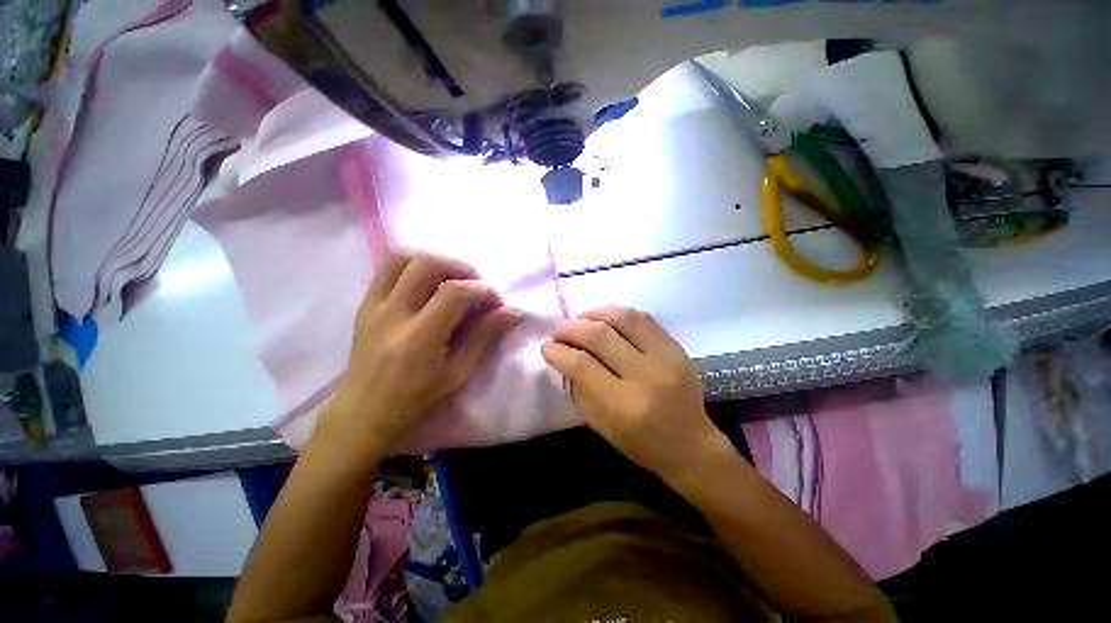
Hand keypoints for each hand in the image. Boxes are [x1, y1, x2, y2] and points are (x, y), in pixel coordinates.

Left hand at [318, 252, 521, 456]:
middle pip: (426, 263)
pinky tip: (428, 285)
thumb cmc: (416, 401)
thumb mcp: (458, 375)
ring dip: (433, 260)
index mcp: (419, 338)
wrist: (363, 414)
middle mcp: (393, 314)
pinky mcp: (364, 305)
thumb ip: (484, 338)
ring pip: (401, 258)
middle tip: (474, 284)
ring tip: (451, 278)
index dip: (482, 290)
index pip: (455, 293)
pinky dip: (413, 267)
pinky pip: (386, 270)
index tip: (495, 302)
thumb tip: (512, 312)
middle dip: (459, 266)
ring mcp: (373, 306)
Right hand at [541, 306, 728, 480]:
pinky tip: (605, 319)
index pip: (582, 365)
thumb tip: (564, 357)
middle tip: (559, 332)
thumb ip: (580, 390)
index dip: (558, 352)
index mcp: (624, 405)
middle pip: (599, 336)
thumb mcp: (601, 426)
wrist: (692, 445)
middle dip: (571, 328)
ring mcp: (664, 357)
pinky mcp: (676, 347)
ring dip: (594, 313)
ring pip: (622, 318)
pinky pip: (643, 317)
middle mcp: (645, 375)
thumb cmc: (641, 444)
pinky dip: (618, 313)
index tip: (547, 348)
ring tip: (580, 320)